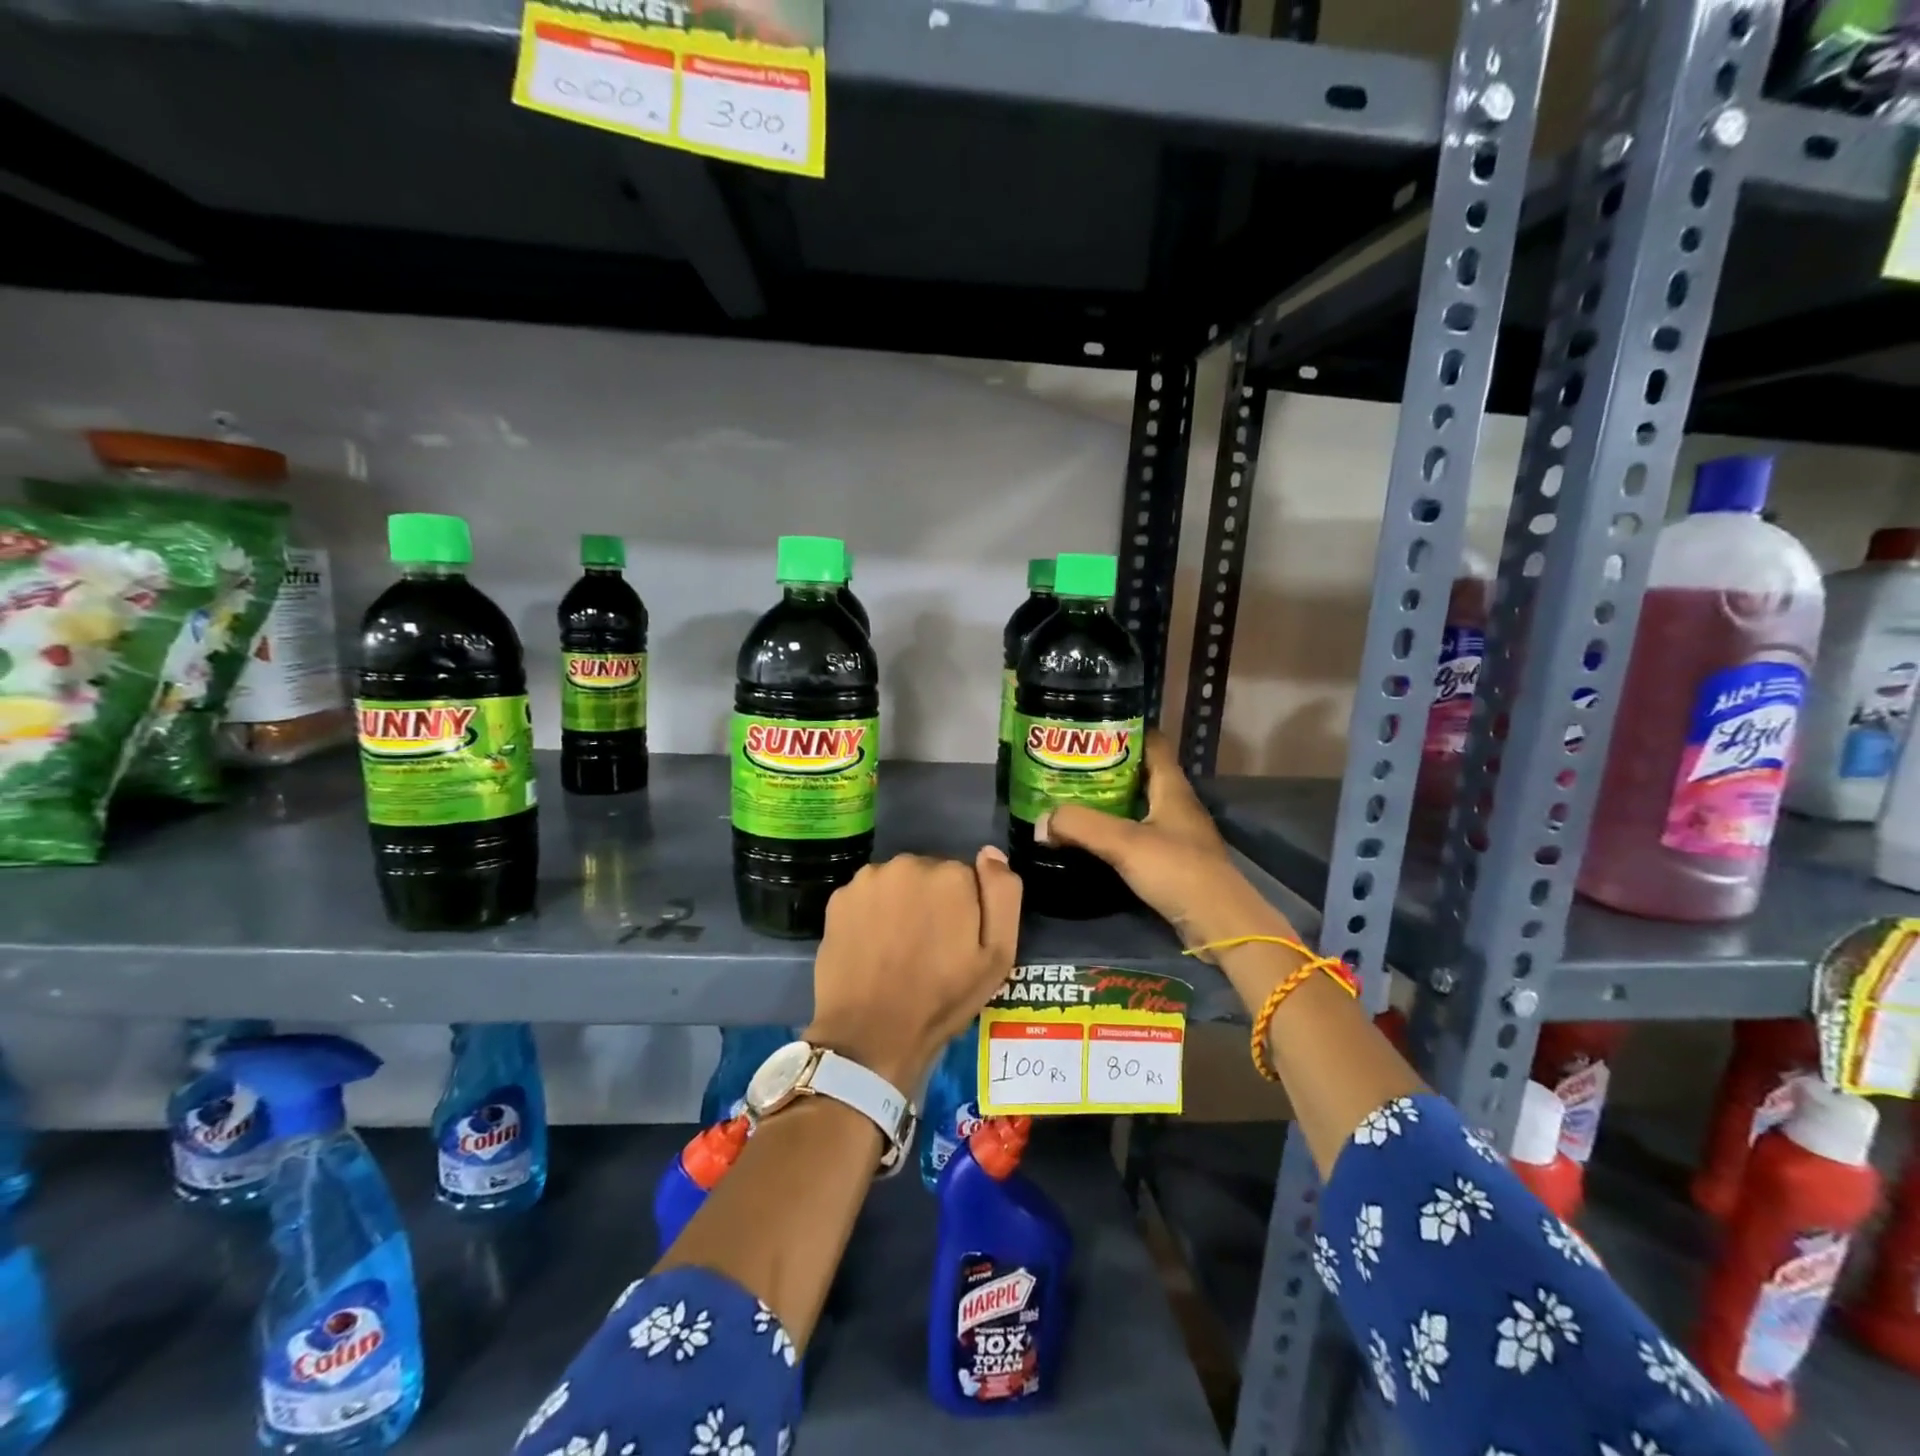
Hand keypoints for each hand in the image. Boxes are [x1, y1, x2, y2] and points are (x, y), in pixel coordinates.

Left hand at [805, 847, 1021, 1091]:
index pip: (967, 878)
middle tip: (928, 948)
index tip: (956, 943)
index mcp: (951, 875)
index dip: (965, 911)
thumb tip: (991, 853)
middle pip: (930, 875)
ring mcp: (869, 879)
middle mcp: (909, 864)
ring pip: (897, 884)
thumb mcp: (997, 956)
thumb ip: (1003, 895)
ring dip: (901, 904)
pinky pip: (867, 897)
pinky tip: (872, 946)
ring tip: (897, 949)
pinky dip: (872, 913)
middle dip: (932, 902)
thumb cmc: (941, 999)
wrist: (869, 1034)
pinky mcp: (839, 897)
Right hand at [1038, 731, 1293, 958]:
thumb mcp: (1124, 843)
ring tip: (1071, 799)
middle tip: (1068, 767)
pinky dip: (1115, 830)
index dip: (1123, 731)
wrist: (1219, 923)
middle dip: (1106, 767)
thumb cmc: (1178, 870)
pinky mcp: (1172, 860)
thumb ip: (1080, 826)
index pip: (1151, 743)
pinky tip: (1092, 838)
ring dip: (1108, 801)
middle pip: (1140, 773)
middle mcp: (1176, 804)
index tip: (1088, 730)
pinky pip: (1138, 833)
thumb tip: (1041, 821)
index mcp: (1172, 787)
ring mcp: (1176, 833)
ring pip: (1138, 805)